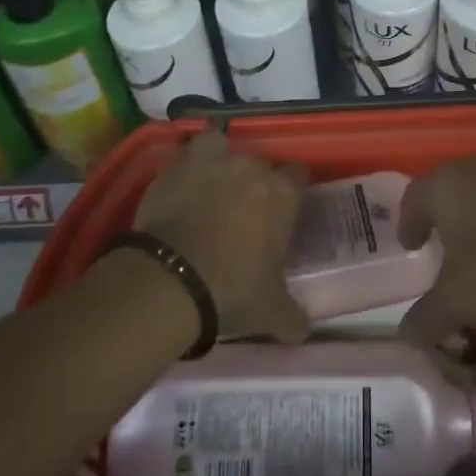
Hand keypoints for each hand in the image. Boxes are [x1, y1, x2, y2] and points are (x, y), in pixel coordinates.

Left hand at [132, 130, 309, 343]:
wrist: (172, 280)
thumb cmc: (232, 290)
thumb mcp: (271, 312)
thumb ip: (292, 316)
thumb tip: (302, 329)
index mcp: (283, 194)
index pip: (298, 174)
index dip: (291, 188)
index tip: (282, 208)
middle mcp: (253, 168)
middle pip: (260, 163)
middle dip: (255, 181)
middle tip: (244, 209)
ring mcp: (214, 161)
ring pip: (225, 146)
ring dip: (222, 161)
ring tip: (211, 186)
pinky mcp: (179, 164)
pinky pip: (189, 149)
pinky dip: (189, 158)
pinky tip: (184, 177)